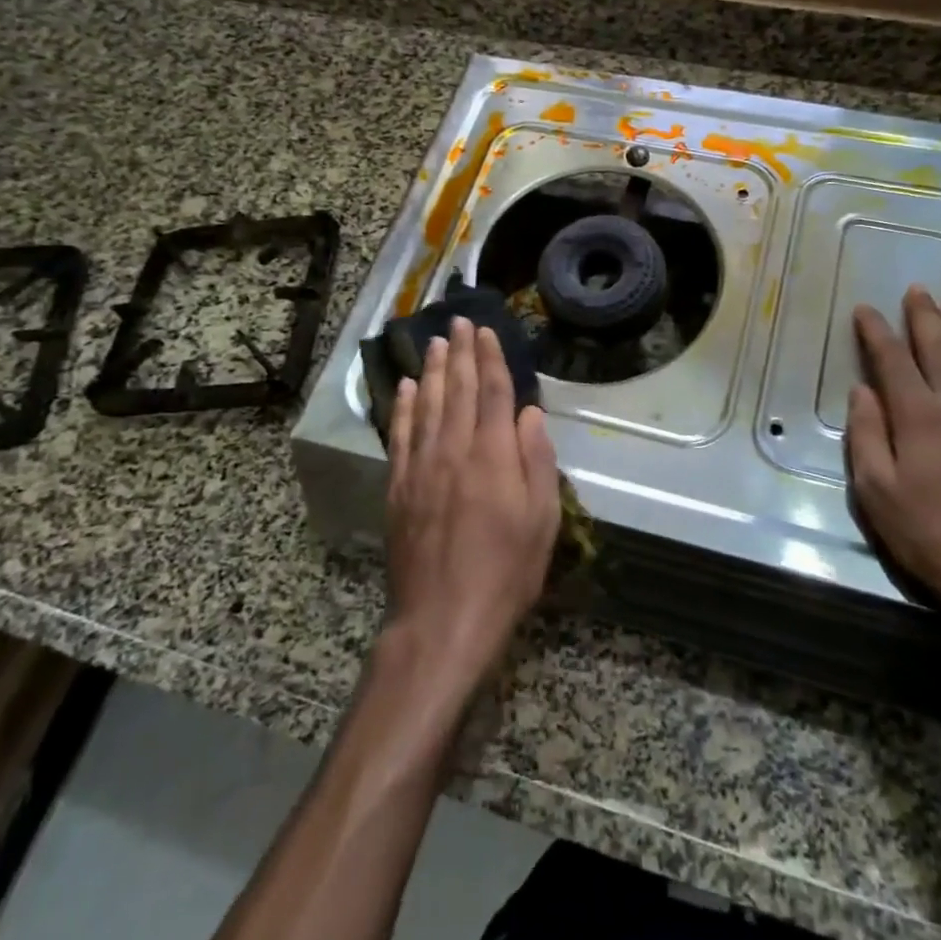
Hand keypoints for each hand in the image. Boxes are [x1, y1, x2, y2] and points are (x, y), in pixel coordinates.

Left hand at [384, 317, 560, 691]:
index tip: (486, 331)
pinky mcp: (399, 487)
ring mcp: (421, 467)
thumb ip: (536, 461)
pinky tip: (404, 388)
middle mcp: (454, 450)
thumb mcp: (542, 520)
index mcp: (493, 456)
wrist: (443, 618)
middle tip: (457, 321)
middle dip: (459, 352)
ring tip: (434, 342)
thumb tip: (529, 413)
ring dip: (431, 370)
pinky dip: (402, 407)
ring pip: (426, 404)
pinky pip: (400, 435)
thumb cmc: (506, 571)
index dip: (490, 358)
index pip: (492, 393)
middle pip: (457, 389)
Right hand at [846, 286, 940, 659]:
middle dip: (924, 317)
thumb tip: (863, 391)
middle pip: (940, 350)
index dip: (877, 332)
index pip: (893, 360)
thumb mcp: (876, 491)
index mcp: (919, 417)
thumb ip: (866, 436)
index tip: (865, 310)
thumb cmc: (928, 535)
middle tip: (917, 290)